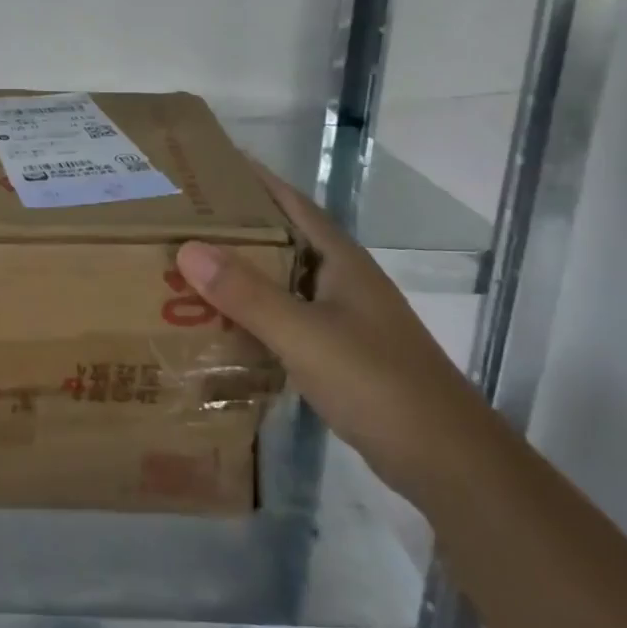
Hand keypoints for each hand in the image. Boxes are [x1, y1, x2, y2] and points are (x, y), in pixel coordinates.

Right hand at [174, 161, 486, 496]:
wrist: (448, 462)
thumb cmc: (379, 384)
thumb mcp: (306, 335)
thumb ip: (248, 294)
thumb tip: (187, 248)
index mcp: (340, 260)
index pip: (291, 202)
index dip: (253, 179)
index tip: (207, 165)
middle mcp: (341, 280)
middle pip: (281, 239)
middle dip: (235, 226)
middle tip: (179, 218)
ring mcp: (343, 318)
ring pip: (281, 281)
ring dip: (241, 272)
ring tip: (187, 266)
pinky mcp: (339, 353)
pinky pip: (284, 318)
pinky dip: (252, 314)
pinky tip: (221, 324)